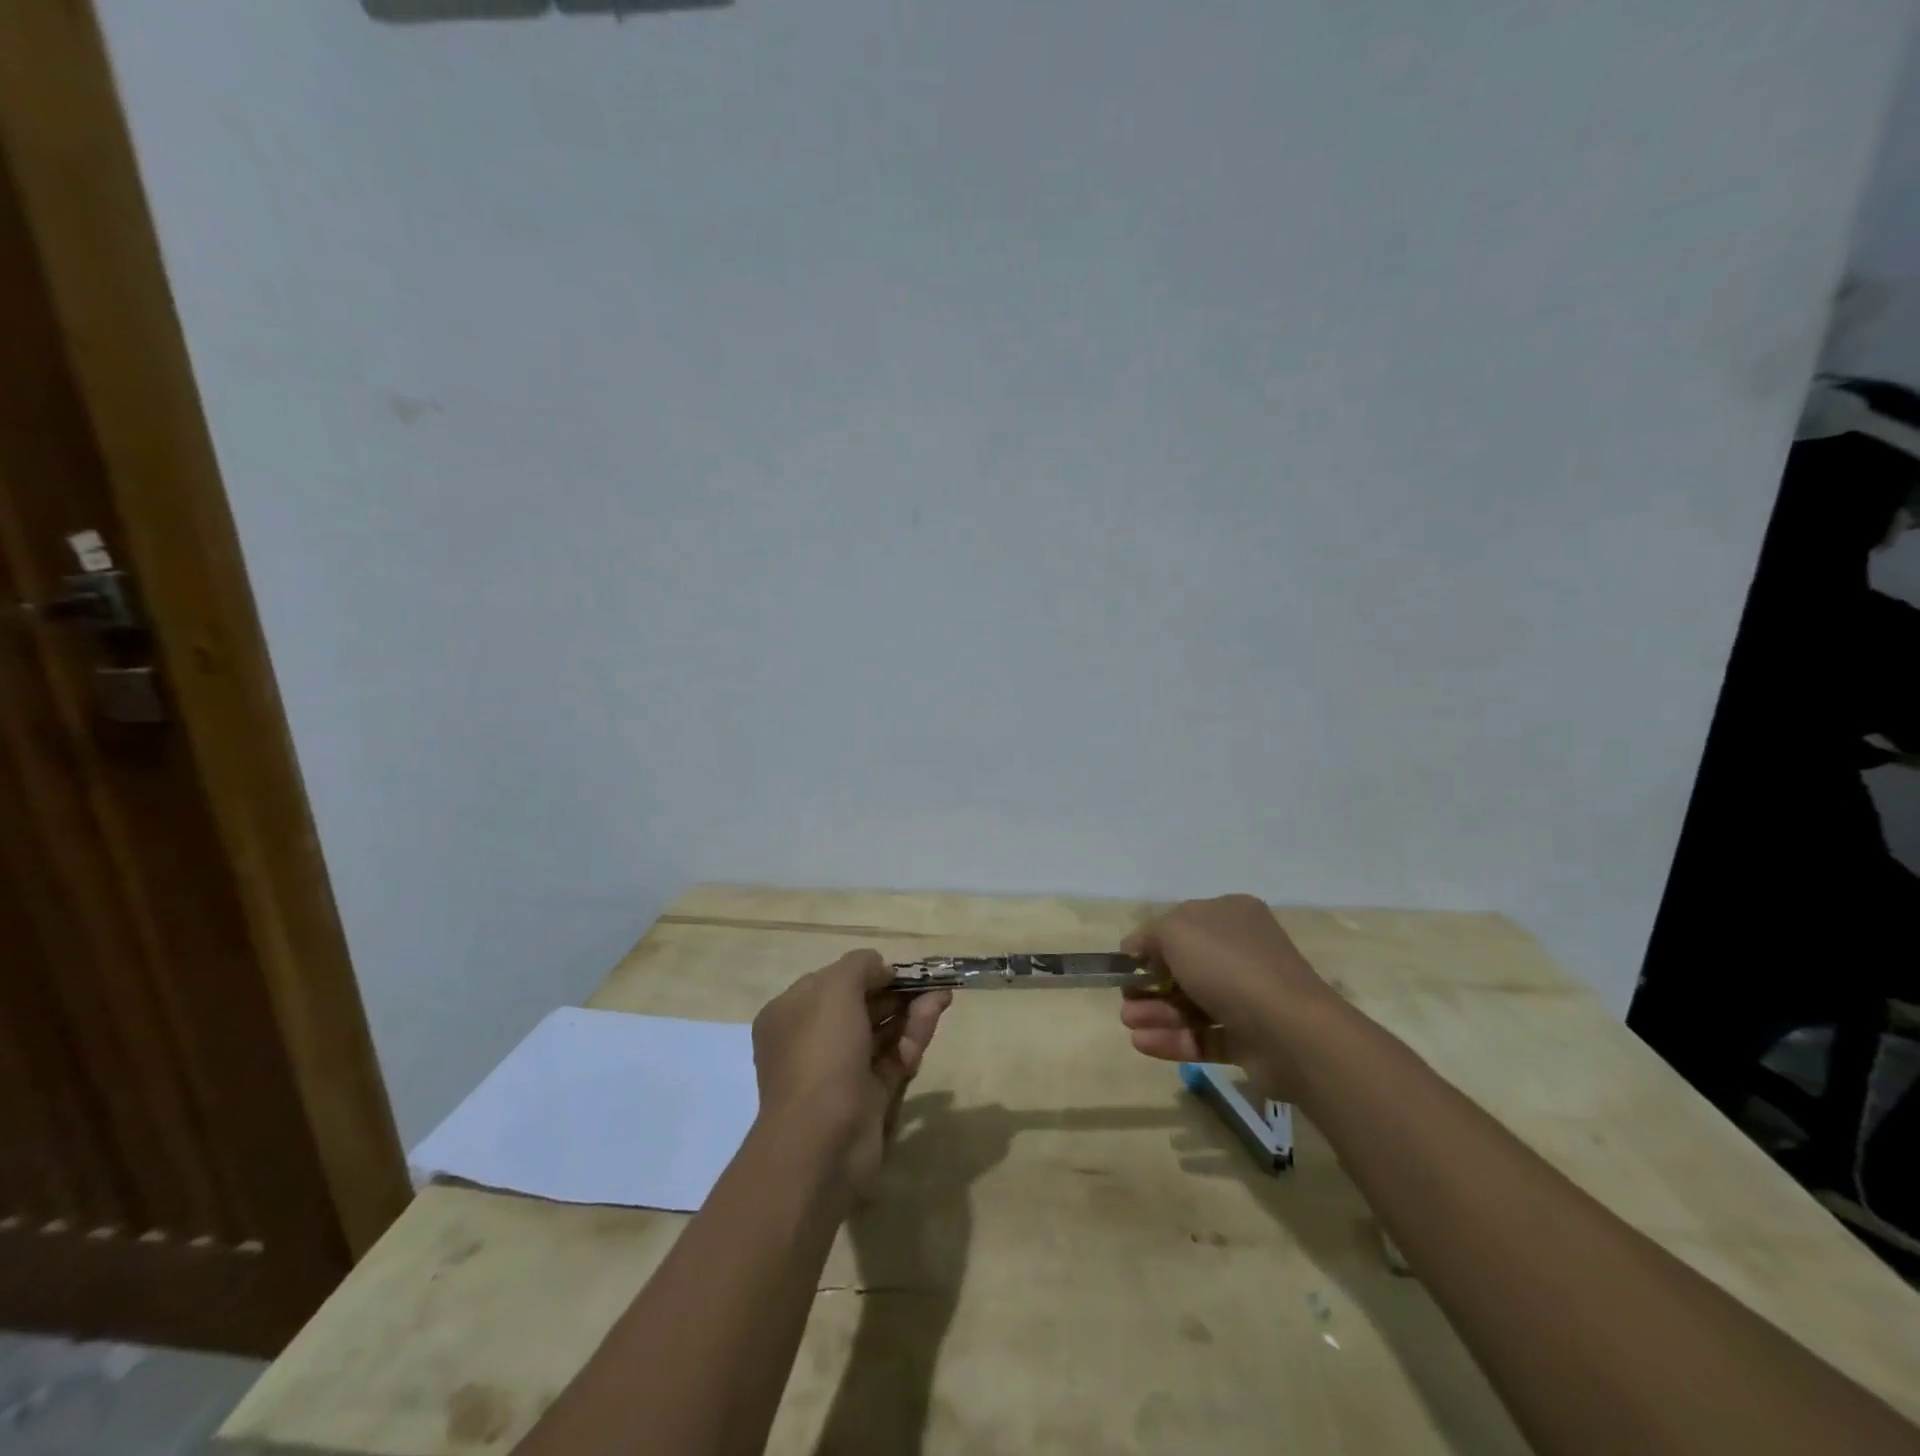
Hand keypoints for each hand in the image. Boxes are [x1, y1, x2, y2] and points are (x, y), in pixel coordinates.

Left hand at [751, 950, 950, 1198]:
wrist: (822, 1141)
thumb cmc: (820, 1054)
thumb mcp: (835, 991)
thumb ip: (859, 967)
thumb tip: (880, 967)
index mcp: (790, 1014)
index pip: (830, 983)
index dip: (864, 972)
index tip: (896, 968)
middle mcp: (811, 1041)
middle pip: (858, 1006)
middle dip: (894, 991)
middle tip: (929, 980)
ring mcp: (839, 1072)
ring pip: (880, 1032)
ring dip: (910, 1011)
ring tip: (942, 994)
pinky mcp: (867, 1097)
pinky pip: (892, 1058)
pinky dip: (913, 1037)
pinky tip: (934, 1016)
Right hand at [1118, 894, 1338, 1096]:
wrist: (1290, 1031)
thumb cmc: (1229, 966)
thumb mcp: (1176, 931)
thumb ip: (1149, 936)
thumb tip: (1135, 949)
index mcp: (1231, 916)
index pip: (1183, 924)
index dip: (1152, 943)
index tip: (1127, 963)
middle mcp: (1242, 952)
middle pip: (1184, 967)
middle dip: (1149, 984)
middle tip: (1125, 999)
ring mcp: (1249, 997)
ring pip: (1192, 1003)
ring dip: (1156, 1013)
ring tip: (1129, 1024)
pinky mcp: (1250, 1039)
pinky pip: (1204, 1036)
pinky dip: (1173, 1039)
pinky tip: (1142, 1043)